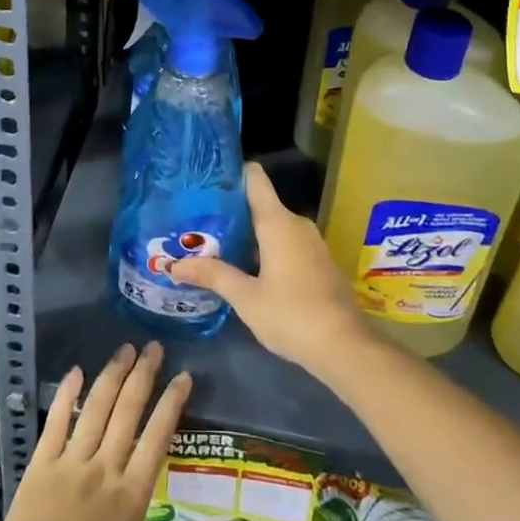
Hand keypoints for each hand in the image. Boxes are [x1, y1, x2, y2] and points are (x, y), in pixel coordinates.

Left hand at [0, 342, 227, 520]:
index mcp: (130, 496)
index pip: (157, 438)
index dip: (171, 404)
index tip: (183, 375)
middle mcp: (103, 469)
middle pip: (127, 412)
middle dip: (143, 376)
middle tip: (153, 346)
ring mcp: (69, 464)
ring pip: (95, 409)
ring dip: (111, 376)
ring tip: (124, 349)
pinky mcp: (40, 467)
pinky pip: (55, 423)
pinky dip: (66, 396)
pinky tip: (75, 372)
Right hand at [170, 162, 372, 375]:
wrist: (346, 347)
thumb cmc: (291, 314)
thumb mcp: (246, 297)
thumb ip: (212, 275)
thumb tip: (173, 266)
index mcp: (277, 221)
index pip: (254, 178)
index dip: (231, 173)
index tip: (206, 180)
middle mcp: (296, 223)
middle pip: (260, 204)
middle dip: (231, 212)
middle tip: (198, 222)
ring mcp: (311, 242)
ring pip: (273, 226)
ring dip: (248, 234)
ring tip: (215, 245)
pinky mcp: (319, 262)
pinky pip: (287, 243)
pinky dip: (266, 249)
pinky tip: (246, 268)